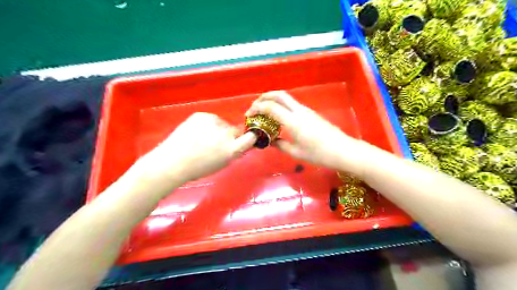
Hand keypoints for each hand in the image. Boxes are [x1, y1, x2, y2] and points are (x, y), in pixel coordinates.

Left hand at [140, 112, 255, 183]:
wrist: (172, 161)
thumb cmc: (197, 168)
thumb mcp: (221, 164)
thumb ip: (232, 152)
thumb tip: (238, 144)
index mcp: (231, 150)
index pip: (250, 138)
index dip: (250, 136)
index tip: (247, 137)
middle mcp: (226, 134)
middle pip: (235, 130)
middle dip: (230, 135)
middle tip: (216, 142)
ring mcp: (213, 122)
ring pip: (222, 123)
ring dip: (217, 129)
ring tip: (202, 138)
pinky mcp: (202, 115)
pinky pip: (210, 119)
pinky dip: (206, 124)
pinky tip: (195, 132)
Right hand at [245, 90, 366, 175]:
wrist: (343, 150)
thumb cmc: (319, 154)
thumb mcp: (295, 152)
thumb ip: (279, 144)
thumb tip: (269, 141)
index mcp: (293, 121)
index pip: (270, 107)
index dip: (257, 108)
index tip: (249, 115)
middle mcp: (299, 111)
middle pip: (279, 95)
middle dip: (264, 97)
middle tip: (255, 107)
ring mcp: (306, 110)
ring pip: (286, 98)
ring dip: (273, 100)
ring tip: (264, 111)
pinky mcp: (311, 113)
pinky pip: (292, 105)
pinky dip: (281, 106)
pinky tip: (278, 117)